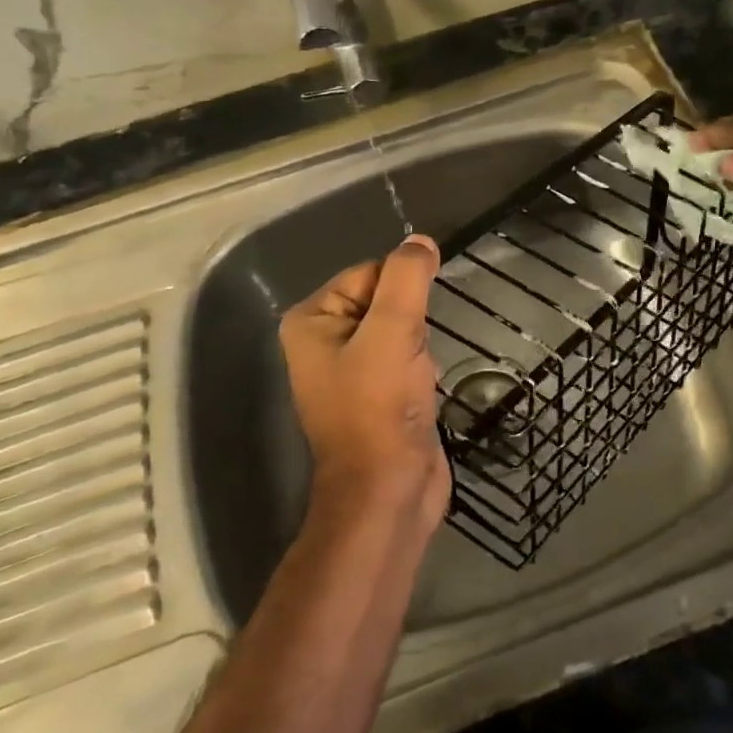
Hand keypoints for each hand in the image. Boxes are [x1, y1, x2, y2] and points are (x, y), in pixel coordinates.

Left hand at [278, 235, 451, 530]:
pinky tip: (421, 391)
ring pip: (399, 328)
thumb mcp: (393, 330)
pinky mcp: (375, 393)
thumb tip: (420, 241)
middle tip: (410, 356)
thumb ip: (407, 277)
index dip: (400, 291)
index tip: (411, 325)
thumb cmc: (380, 406)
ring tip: (415, 377)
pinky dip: (420, 367)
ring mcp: (349, 369)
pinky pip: (405, 357)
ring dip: (418, 345)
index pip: (369, 272)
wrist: (388, 491)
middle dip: (410, 322)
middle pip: (385, 299)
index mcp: (311, 320)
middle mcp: (323, 340)